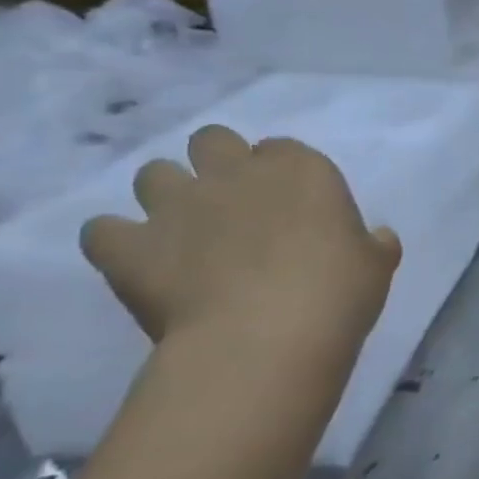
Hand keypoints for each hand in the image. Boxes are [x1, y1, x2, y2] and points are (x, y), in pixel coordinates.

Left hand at [81, 127, 401, 376]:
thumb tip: (376, 239)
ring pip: (152, 174)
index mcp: (301, 169)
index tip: (286, 203)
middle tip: (229, 205)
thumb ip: (372, 243)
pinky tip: (134, 261)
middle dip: (214, 164)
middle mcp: (236, 173)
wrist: (266, 337)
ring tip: (179, 231)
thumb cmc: (338, 291)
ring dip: (164, 196)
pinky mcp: (130, 247)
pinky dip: (114, 241)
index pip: (281, 149)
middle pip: (211, 140)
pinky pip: (101, 230)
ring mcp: (178, 206)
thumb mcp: (376, 263)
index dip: (279, 173)